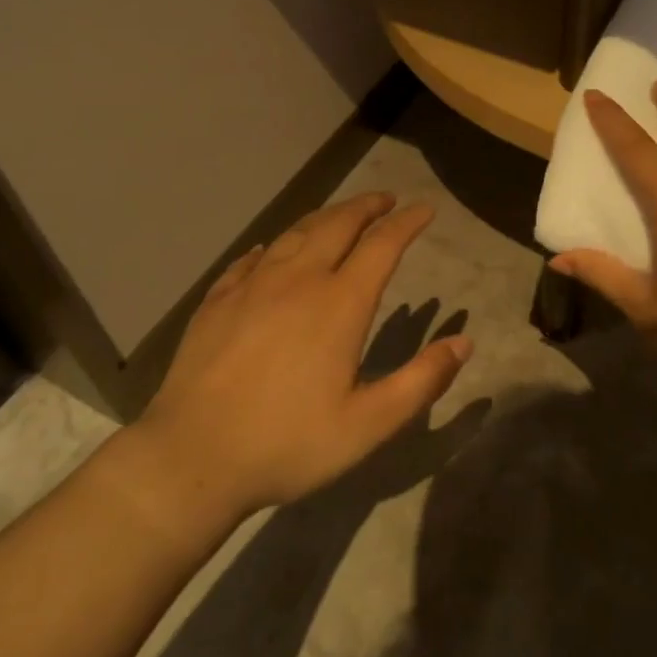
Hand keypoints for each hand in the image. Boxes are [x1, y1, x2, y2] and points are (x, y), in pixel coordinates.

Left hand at [133, 192, 471, 525]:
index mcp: (339, 303)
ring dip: (325, 216)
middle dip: (367, 206)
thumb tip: (464, 342)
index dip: (407, 222)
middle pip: (338, 224)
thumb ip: (421, 380)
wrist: (192, 457)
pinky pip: (252, 258)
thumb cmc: (288, 443)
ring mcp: (252, 285)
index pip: (382, 245)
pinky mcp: (218, 300)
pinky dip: (274, 246)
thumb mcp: (368, 425)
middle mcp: (298, 279)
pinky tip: (272, 249)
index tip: (425, 209)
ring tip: (341, 214)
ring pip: (295, 232)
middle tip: (386, 199)